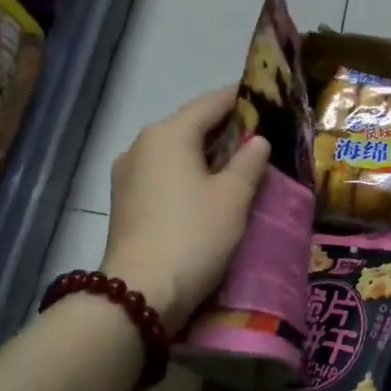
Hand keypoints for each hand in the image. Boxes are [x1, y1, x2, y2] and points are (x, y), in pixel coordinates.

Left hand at [100, 88, 270, 332]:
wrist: (141, 292)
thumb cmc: (194, 235)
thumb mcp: (233, 197)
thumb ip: (249, 162)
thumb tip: (257, 141)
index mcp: (168, 133)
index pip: (211, 103)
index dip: (241, 98)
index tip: (266, 98)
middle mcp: (141, 144)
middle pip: (190, 125)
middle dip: (224, 129)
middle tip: (259, 138)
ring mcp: (127, 173)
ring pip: (174, 151)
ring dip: (204, 154)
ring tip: (236, 166)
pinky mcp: (123, 200)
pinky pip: (162, 174)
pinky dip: (186, 174)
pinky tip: (205, 190)